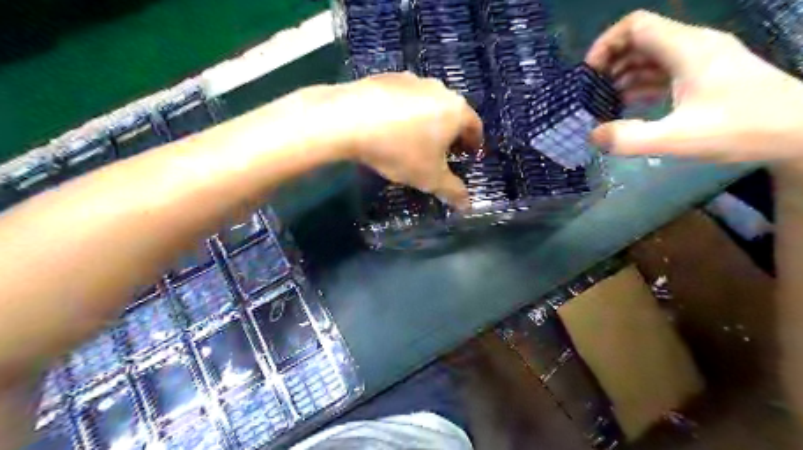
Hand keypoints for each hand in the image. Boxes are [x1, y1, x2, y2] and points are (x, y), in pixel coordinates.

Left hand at [308, 72, 481, 208]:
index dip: (474, 143)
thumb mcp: (429, 178)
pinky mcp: (387, 77)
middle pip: (452, 113)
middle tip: (442, 152)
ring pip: (428, 103)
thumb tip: (467, 205)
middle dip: (451, 133)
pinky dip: (404, 112)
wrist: (350, 120)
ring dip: (427, 121)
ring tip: (414, 140)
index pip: (475, 126)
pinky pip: (404, 98)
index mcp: (456, 110)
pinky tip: (390, 126)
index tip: (468, 155)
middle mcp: (439, 89)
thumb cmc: (400, 150)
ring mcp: (411, 79)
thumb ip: (452, 191)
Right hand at [588, 9, 801, 165]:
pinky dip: (641, 83)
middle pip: (640, 39)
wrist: (799, 132)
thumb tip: (593, 134)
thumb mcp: (678, 138)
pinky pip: (663, 70)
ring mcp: (701, 60)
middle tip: (592, 92)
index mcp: (686, 48)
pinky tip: (629, 104)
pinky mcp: (705, 75)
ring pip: (651, 55)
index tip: (588, 74)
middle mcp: (692, 46)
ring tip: (604, 102)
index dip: (605, 44)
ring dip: (624, 74)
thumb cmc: (741, 129)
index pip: (636, 25)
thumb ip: (630, 138)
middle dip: (610, 62)